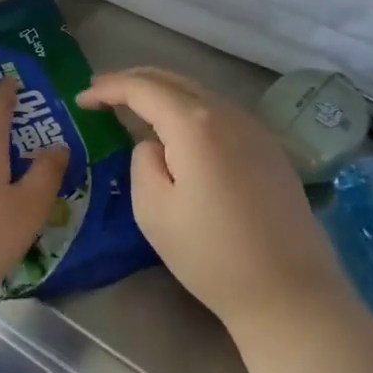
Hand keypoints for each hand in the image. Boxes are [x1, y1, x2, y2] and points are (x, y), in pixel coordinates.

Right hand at [76, 67, 344, 331]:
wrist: (290, 293)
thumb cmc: (211, 255)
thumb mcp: (154, 211)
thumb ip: (143, 162)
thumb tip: (155, 145)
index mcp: (195, 125)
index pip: (143, 88)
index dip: (109, 88)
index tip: (82, 98)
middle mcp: (228, 114)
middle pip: (173, 80)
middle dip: (134, 81)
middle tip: (102, 93)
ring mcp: (255, 129)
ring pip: (199, 93)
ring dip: (163, 93)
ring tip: (134, 107)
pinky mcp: (270, 149)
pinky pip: (219, 112)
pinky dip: (189, 110)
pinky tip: (178, 130)